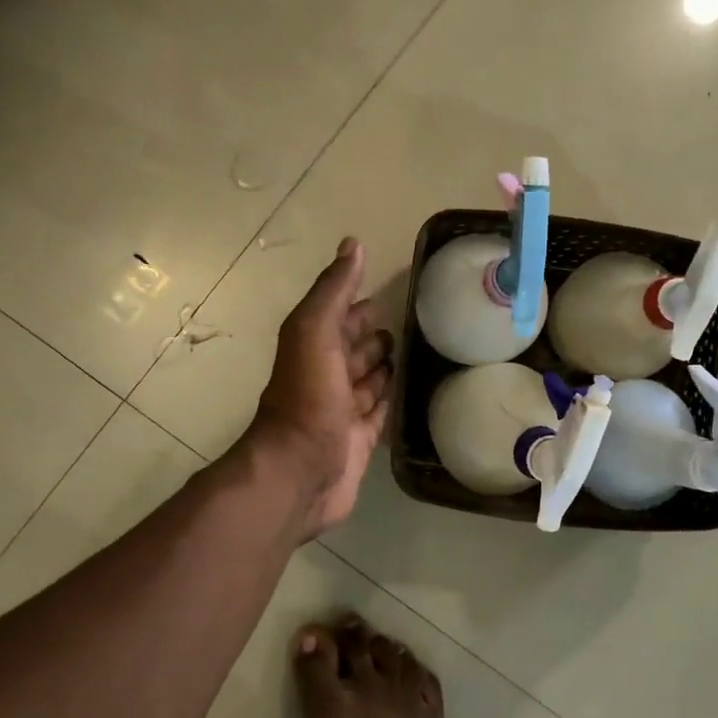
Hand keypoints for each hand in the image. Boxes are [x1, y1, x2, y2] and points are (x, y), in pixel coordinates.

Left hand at [247, 238, 393, 537]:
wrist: (300, 473)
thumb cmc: (308, 399)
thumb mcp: (315, 333)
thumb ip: (333, 292)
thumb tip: (354, 244)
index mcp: (315, 348)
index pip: (341, 317)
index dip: (360, 303)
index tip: (391, 288)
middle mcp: (328, 376)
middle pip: (356, 349)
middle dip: (376, 334)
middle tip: (413, 321)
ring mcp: (344, 411)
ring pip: (370, 381)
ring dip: (387, 366)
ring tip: (418, 351)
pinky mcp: (361, 440)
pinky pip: (380, 414)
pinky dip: (392, 400)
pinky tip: (412, 390)